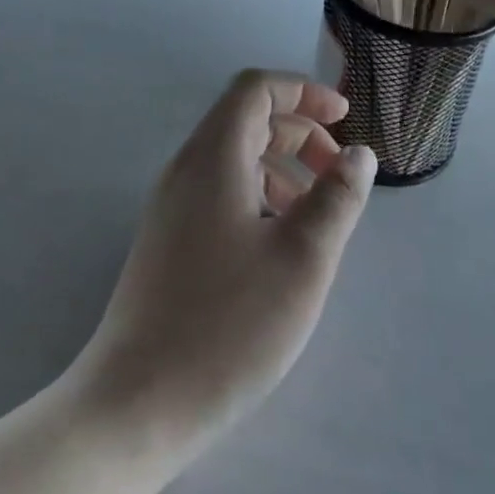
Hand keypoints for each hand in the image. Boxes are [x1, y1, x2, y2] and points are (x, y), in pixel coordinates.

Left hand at [69, 71, 375, 462]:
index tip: (344, 118)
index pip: (256, 88)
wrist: (135, 405)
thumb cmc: (228, 323)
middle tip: (339, 171)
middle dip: (300, 132)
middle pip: (247, 120)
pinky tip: (280, 242)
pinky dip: (259, 195)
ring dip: (282, 166)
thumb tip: (359, 154)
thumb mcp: (302, 258)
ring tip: (317, 211)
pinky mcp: (169, 241)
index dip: (303, 91)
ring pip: (235, 159)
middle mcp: (188, 169)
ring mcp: (172, 206)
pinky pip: (220, 192)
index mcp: (214, 155)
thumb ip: (337, 198)